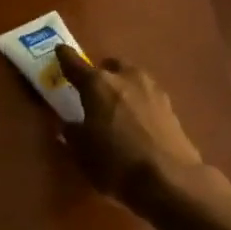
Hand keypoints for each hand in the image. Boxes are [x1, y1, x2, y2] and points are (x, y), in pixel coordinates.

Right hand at [55, 45, 206, 205]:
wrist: (169, 179)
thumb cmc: (115, 163)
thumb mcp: (82, 152)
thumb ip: (73, 133)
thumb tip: (70, 125)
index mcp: (98, 84)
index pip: (75, 64)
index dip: (65, 58)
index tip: (59, 51)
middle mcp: (126, 78)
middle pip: (111, 66)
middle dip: (101, 72)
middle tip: (93, 88)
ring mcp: (153, 90)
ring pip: (133, 78)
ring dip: (123, 85)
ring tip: (116, 105)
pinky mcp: (171, 107)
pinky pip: (147, 96)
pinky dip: (139, 102)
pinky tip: (136, 121)